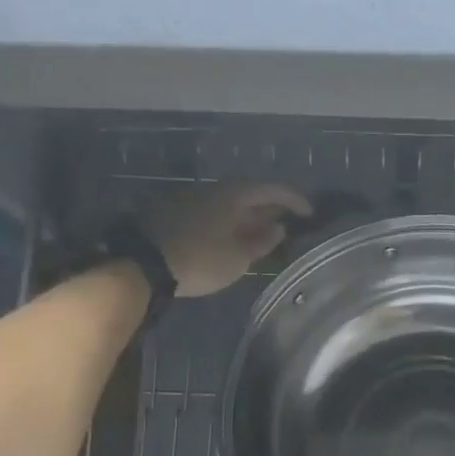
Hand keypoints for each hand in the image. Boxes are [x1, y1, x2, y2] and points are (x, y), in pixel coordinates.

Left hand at [146, 183, 311, 296]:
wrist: (144, 265)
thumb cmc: (201, 260)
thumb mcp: (238, 258)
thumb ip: (261, 241)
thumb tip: (278, 228)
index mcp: (234, 196)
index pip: (272, 190)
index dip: (293, 200)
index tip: (309, 213)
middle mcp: (214, 191)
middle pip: (249, 195)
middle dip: (269, 208)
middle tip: (286, 223)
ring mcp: (192, 201)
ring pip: (229, 205)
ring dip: (248, 217)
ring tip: (261, 234)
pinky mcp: (176, 215)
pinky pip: (214, 214)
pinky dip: (229, 223)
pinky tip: (232, 239)